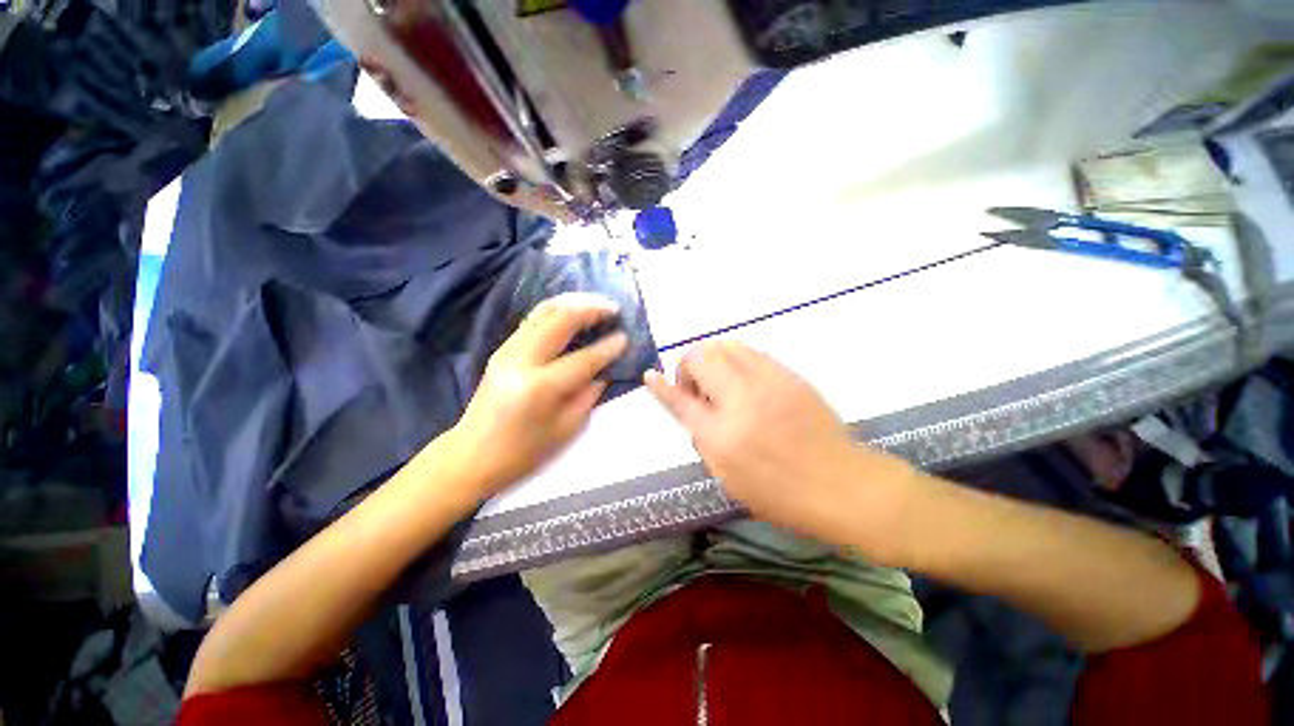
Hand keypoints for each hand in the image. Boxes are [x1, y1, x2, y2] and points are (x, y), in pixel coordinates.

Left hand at [450, 293, 627, 494]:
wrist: (471, 455)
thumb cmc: (522, 452)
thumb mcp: (565, 429)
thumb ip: (589, 395)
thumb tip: (605, 370)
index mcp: (540, 387)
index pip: (583, 359)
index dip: (608, 347)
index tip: (626, 337)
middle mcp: (521, 359)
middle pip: (560, 319)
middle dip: (591, 309)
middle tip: (614, 309)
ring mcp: (507, 350)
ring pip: (544, 311)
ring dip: (574, 303)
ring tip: (597, 304)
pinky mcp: (502, 348)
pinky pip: (534, 319)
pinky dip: (557, 310)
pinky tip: (573, 313)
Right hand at [644, 341, 919, 552]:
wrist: (845, 485)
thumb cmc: (782, 495)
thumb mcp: (730, 479)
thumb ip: (704, 440)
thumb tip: (694, 412)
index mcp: (721, 435)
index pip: (679, 400)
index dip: (661, 386)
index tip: (650, 375)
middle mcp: (740, 399)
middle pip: (699, 357)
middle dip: (688, 368)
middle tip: (698, 391)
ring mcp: (767, 381)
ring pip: (725, 346)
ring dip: (712, 360)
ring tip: (721, 383)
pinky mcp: (788, 374)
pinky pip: (750, 351)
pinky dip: (735, 359)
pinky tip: (744, 380)